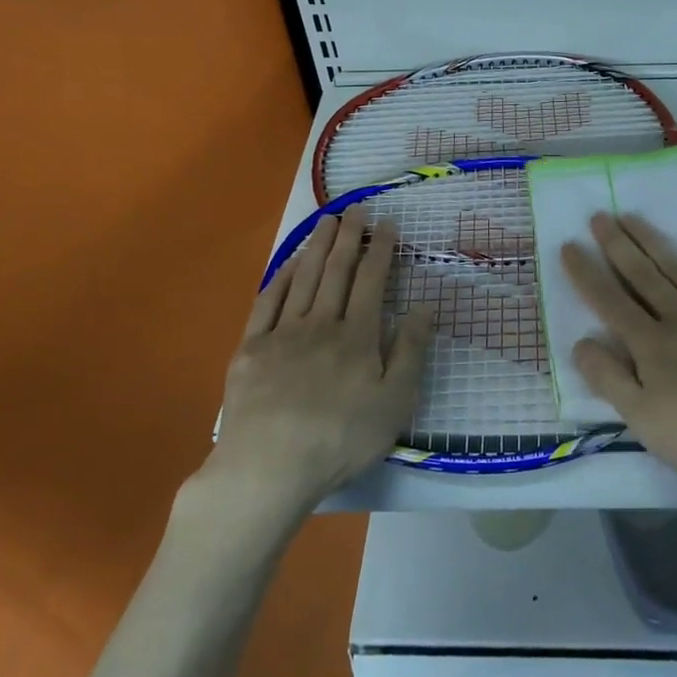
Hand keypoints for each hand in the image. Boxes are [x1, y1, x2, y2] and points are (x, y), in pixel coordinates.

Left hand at [195, 206, 434, 512]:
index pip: (372, 281)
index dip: (381, 250)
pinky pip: (267, 302)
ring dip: (317, 247)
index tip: (388, 224)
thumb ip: (411, 352)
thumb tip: (425, 307)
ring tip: (327, 222)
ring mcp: (282, 334)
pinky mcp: (251, 349)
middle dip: (349, 237)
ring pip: (303, 279)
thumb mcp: (394, 403)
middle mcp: (321, 324)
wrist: (268, 468)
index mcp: (358, 336)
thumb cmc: (340, 439)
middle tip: (356, 208)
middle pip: (337, 271)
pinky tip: (288, 264)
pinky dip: (280, 278)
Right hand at [560, 213, 676, 495]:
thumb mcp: (644, 419)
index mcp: (652, 345)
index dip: (587, 274)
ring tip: (633, 217)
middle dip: (618, 246)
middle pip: (644, 277)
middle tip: (599, 216)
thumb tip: (579, 342)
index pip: (610, 303)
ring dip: (654, 242)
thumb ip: (609, 379)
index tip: (569, 245)